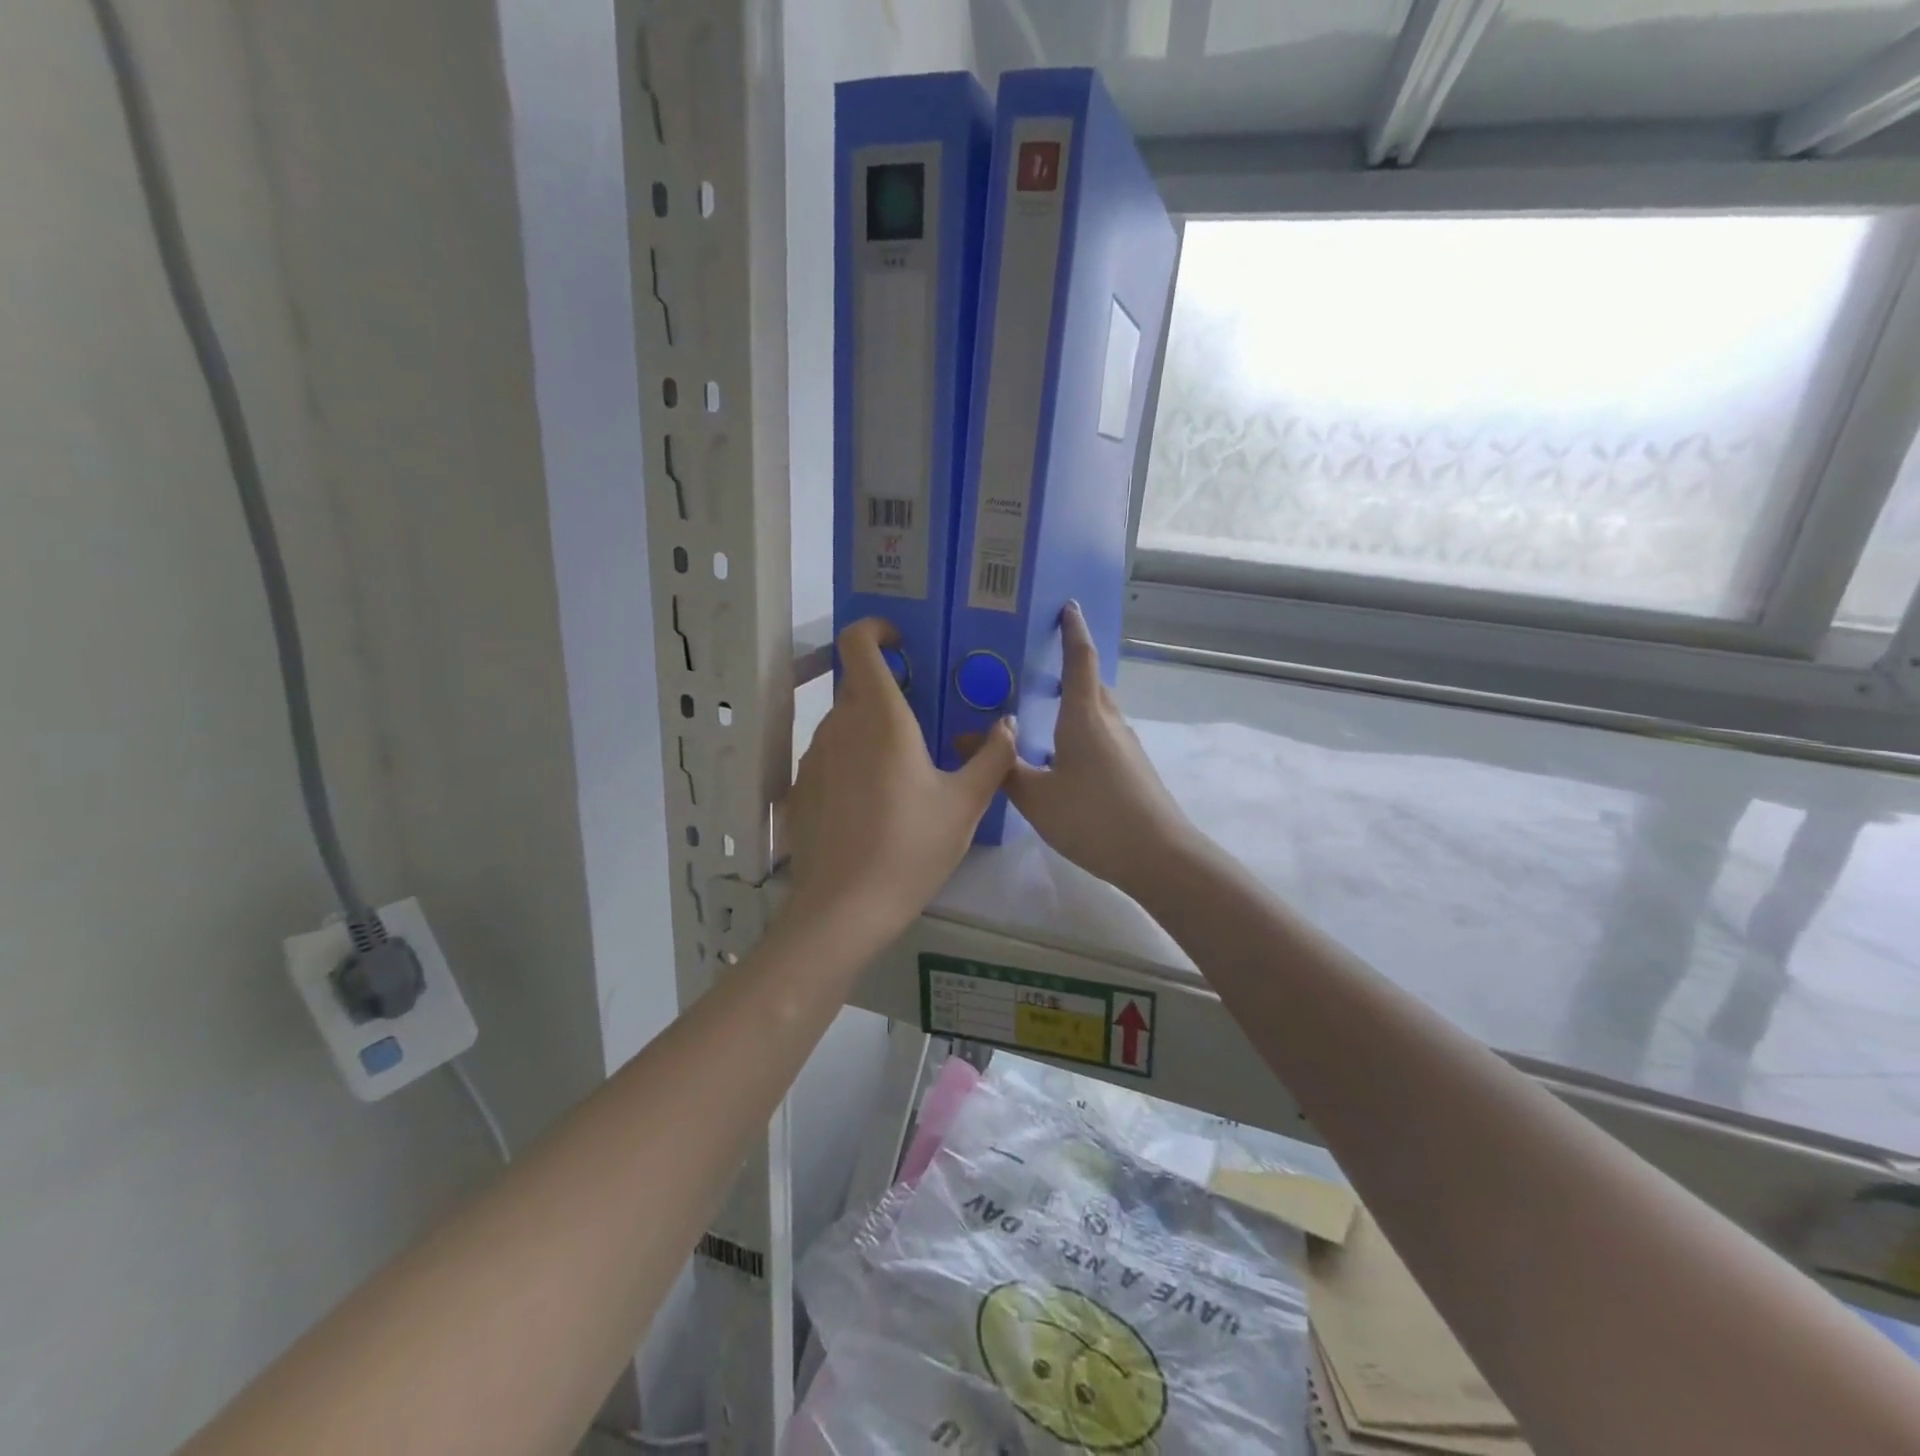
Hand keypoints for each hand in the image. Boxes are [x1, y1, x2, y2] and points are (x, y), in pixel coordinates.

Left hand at [785, 618, 1015, 939]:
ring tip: (903, 770)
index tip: (902, 642)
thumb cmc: (911, 848)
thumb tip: (1008, 725)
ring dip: (871, 728)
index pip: (858, 643)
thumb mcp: (964, 805)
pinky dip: (852, 760)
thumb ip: (992, 757)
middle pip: (857, 684)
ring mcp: (813, 756)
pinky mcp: (800, 787)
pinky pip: (830, 755)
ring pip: (843, 722)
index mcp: (880, 717)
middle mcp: (839, 725)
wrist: (843, 909)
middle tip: (924, 719)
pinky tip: (874, 804)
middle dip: (888, 689)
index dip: (875, 629)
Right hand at [1006, 602, 1197, 897]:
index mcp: (1084, 716)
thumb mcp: (1036, 797)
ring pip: (1099, 709)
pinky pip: (1104, 732)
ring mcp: (1126, 745)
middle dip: (1072, 664)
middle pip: (1092, 681)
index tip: (1068, 606)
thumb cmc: (1093, 817)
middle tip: (1042, 659)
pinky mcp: (1133, 768)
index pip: (1080, 659)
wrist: (1159, 856)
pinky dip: (1084, 726)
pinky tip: (1065, 753)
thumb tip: (962, 737)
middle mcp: (1109, 721)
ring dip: (1078, 698)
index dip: (1073, 630)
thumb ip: (1002, 767)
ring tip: (1048, 706)